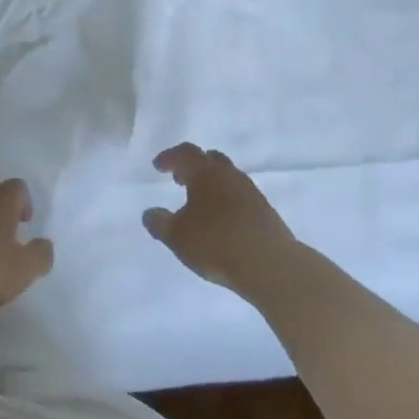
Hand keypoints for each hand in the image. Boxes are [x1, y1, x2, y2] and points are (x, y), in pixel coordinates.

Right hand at [143, 143, 298, 294]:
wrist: (269, 264)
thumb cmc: (216, 243)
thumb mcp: (177, 237)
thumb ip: (159, 223)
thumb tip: (149, 213)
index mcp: (205, 172)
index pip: (185, 153)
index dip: (169, 157)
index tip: (158, 167)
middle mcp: (229, 175)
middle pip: (209, 159)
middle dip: (192, 166)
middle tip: (179, 179)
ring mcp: (250, 191)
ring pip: (227, 177)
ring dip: (211, 183)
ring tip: (199, 202)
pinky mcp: (265, 210)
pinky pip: (239, 195)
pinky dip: (226, 199)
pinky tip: (221, 220)